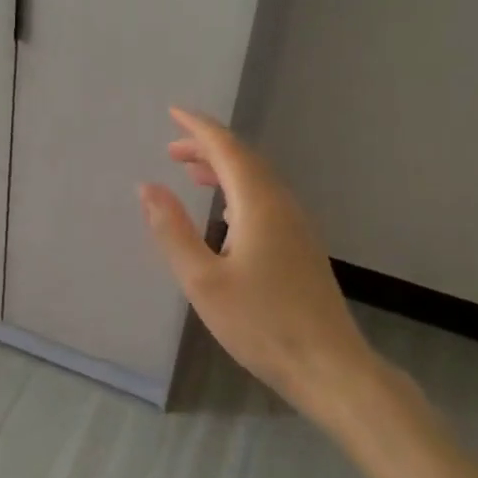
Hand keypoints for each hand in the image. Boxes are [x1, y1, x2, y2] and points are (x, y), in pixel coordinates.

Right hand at [139, 108, 375, 413]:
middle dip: (207, 146)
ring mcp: (297, 226)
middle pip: (244, 159)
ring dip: (222, 168)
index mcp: (259, 204)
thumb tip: (148, 187)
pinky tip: (225, 211)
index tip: (173, 112)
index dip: (199, 127)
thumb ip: (172, 231)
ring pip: (256, 180)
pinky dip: (237, 190)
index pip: (227, 148)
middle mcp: (282, 204)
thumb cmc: (261, 324)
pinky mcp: (301, 247)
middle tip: (171, 147)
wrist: (328, 366)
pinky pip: (265, 199)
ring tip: (190, 170)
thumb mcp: (203, 280)